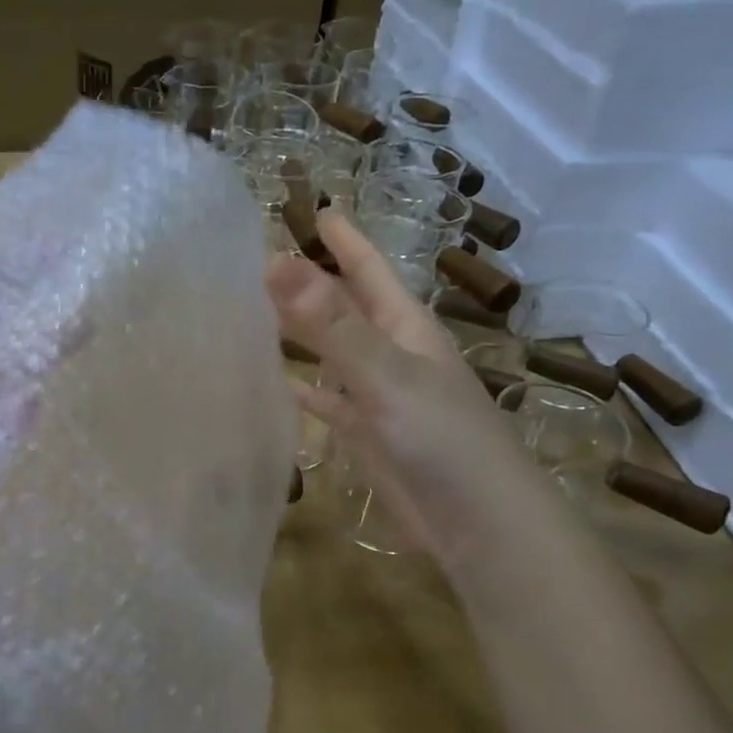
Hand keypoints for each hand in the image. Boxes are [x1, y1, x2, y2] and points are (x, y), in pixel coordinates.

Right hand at [267, 211, 539, 558]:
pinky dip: (303, 390)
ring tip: (254, 312)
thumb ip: (330, 322)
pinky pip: (326, 401)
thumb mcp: (386, 373)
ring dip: (300, 334)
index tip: (318, 209)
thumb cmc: (441, 438)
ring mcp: (376, 396)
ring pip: (331, 353)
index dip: (346, 240)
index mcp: (404, 327)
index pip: (369, 270)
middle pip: (344, 309)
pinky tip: (276, 384)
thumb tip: (274, 261)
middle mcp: (390, 354)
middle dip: (311, 283)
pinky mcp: (365, 434)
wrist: (477, 523)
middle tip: (263, 259)